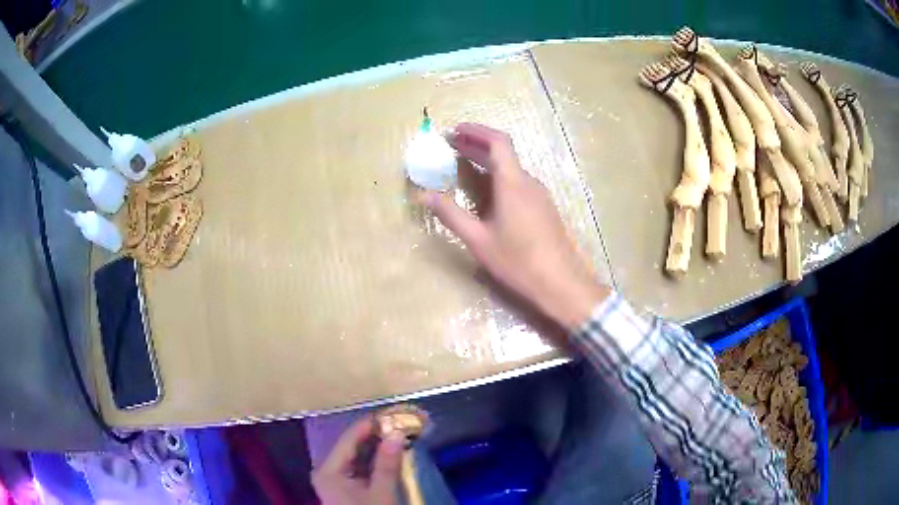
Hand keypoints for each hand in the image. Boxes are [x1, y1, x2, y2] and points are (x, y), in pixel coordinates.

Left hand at [312, 416, 405, 504]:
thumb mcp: (380, 493)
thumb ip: (387, 465)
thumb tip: (396, 433)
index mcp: (328, 470)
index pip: (349, 439)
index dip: (371, 425)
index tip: (394, 414)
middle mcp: (327, 470)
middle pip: (352, 446)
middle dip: (377, 436)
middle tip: (401, 424)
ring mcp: (335, 480)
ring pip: (357, 456)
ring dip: (378, 448)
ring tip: (400, 436)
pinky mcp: (344, 487)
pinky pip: (360, 467)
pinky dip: (375, 461)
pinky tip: (391, 455)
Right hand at [424, 123, 608, 330]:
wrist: (561, 284)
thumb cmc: (518, 262)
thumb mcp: (478, 240)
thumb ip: (451, 214)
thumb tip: (424, 195)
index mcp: (512, 183)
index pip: (497, 142)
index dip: (476, 131)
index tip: (454, 130)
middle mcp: (528, 182)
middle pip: (503, 152)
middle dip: (477, 144)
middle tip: (451, 145)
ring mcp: (539, 195)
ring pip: (511, 168)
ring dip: (487, 161)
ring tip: (463, 165)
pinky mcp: (544, 208)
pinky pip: (518, 183)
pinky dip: (498, 177)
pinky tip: (486, 192)